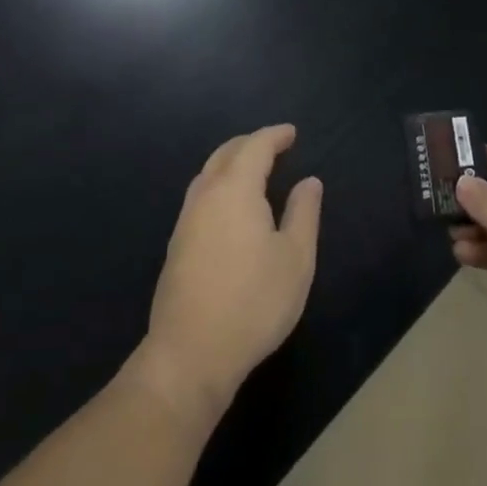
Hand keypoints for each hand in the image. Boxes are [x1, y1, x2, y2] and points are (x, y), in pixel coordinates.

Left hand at [129, 125, 322, 426]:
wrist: (190, 353)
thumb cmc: (253, 302)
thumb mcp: (295, 258)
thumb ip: (304, 213)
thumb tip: (309, 182)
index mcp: (235, 189)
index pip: (255, 147)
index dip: (274, 136)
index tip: (292, 133)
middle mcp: (206, 195)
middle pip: (226, 153)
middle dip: (250, 143)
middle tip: (274, 145)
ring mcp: (186, 219)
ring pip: (208, 173)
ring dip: (231, 162)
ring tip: (253, 169)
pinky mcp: (177, 244)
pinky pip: (200, 195)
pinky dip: (219, 183)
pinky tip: (229, 205)